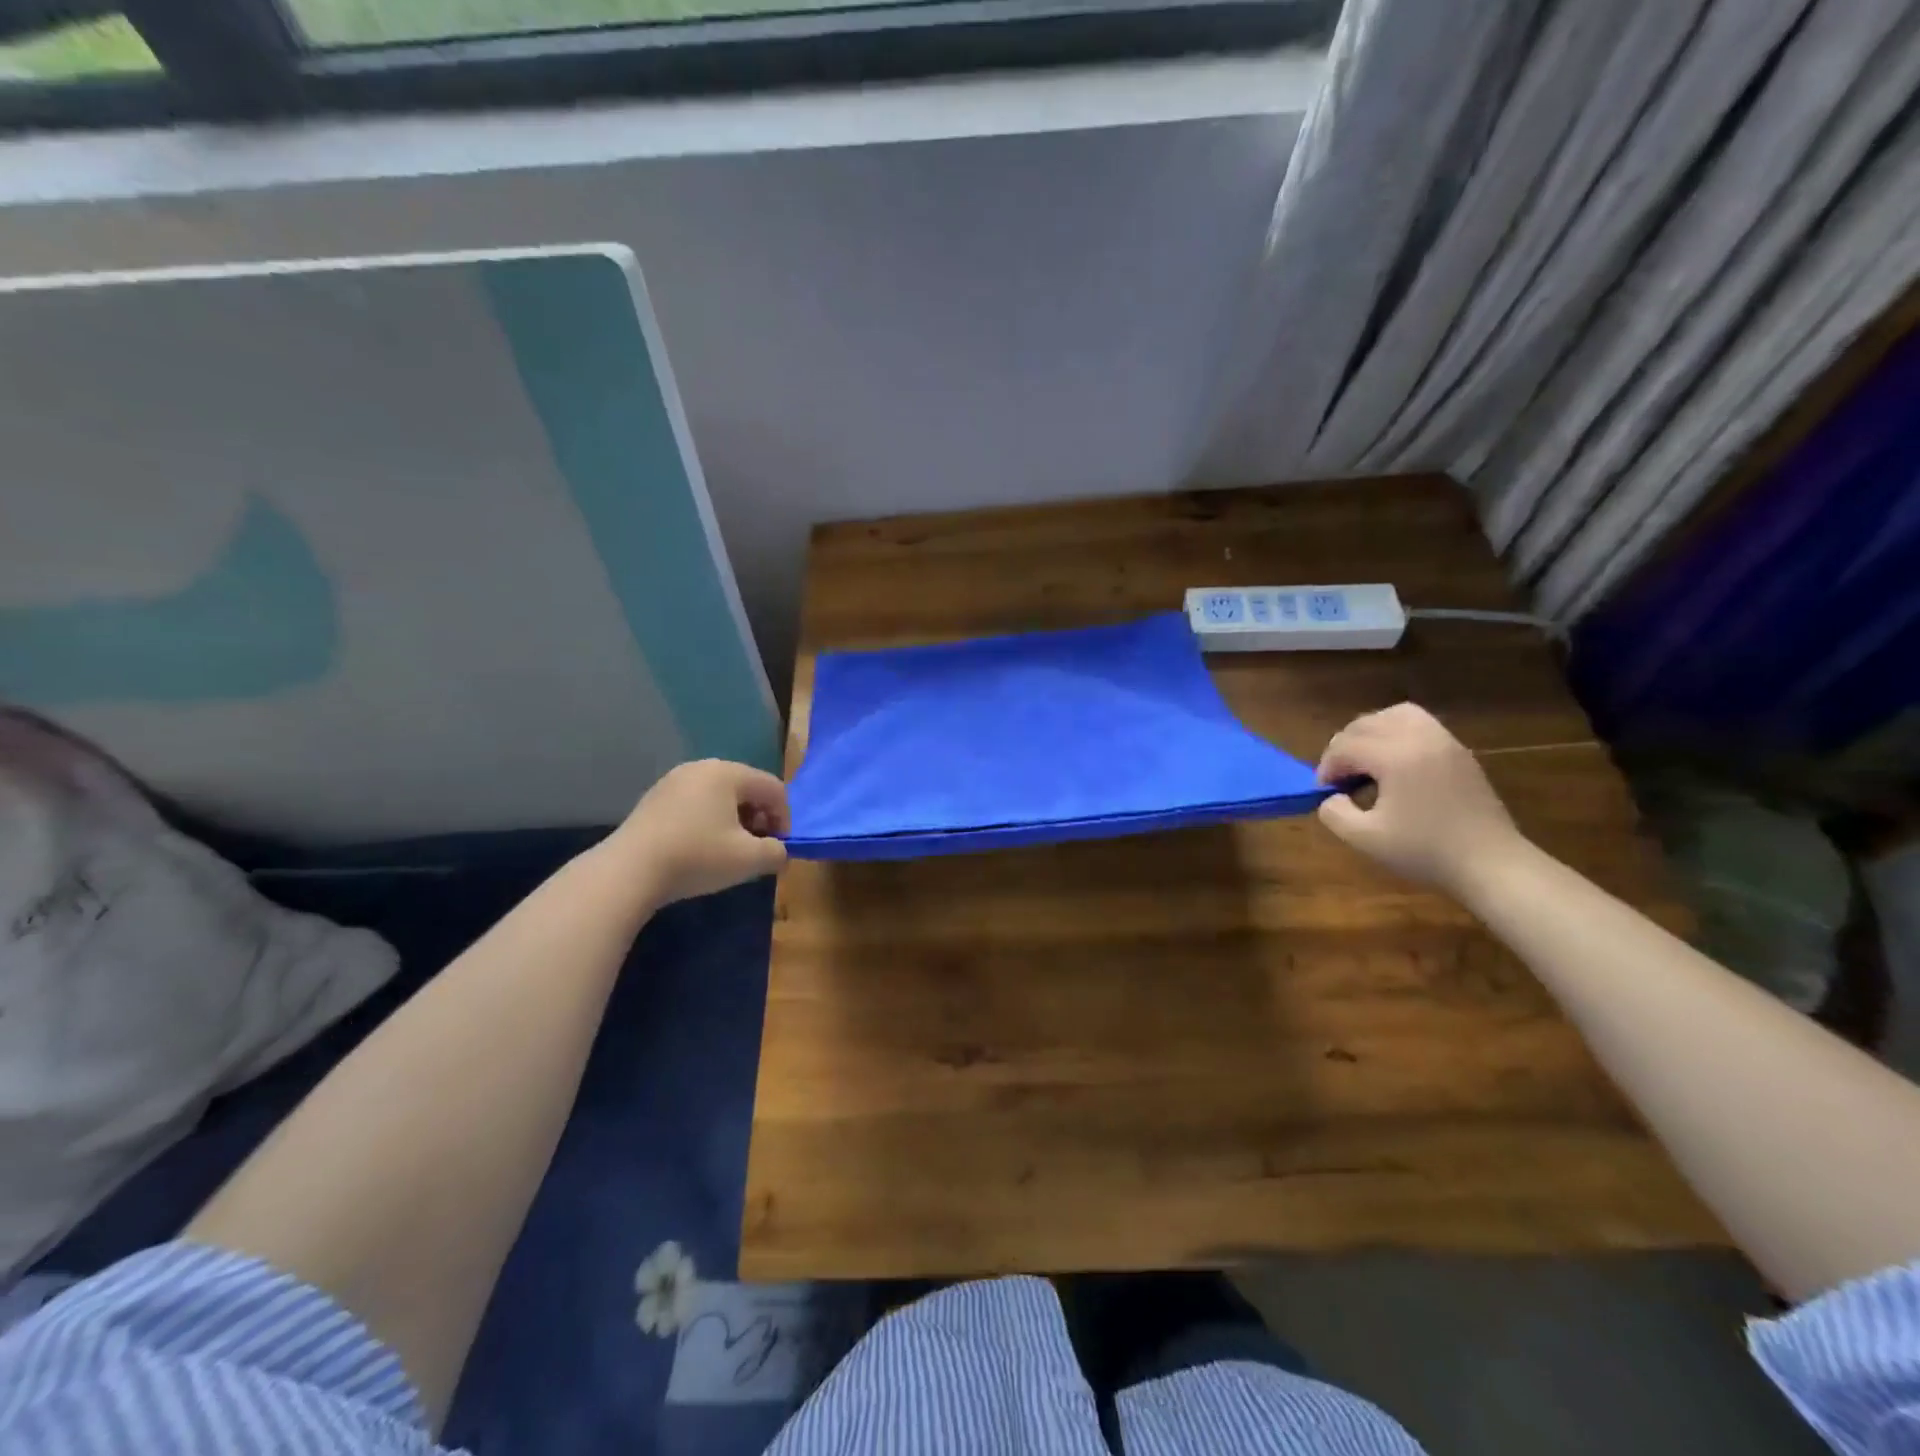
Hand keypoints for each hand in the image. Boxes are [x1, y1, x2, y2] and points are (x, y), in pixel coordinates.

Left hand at [611, 760, 789, 907]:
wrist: (628, 871)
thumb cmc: (697, 857)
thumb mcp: (749, 859)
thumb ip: (776, 852)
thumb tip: (779, 852)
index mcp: (728, 773)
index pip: (774, 789)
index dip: (784, 819)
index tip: (778, 848)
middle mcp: (702, 767)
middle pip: (747, 788)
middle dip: (759, 819)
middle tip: (757, 849)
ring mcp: (674, 781)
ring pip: (720, 796)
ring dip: (735, 821)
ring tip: (730, 851)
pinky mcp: (655, 799)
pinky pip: (696, 804)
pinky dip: (708, 822)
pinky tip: (701, 849)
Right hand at [1314, 703, 1524, 896]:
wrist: (1490, 863)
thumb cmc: (1425, 851)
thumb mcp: (1365, 839)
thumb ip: (1334, 813)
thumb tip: (1331, 796)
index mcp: (1395, 756)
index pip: (1345, 746)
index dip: (1327, 767)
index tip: (1324, 792)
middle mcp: (1419, 737)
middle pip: (1365, 724)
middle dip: (1344, 747)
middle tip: (1340, 778)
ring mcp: (1444, 741)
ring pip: (1394, 715)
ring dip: (1371, 732)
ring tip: (1365, 760)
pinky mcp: (1458, 750)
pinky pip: (1419, 724)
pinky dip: (1397, 733)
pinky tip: (1394, 763)